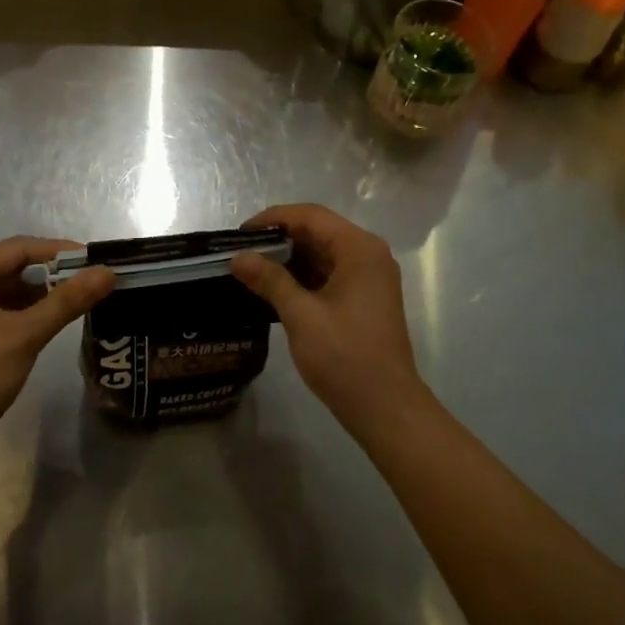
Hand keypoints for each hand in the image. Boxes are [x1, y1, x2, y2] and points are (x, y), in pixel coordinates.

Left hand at [0, 237, 113, 477]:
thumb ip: (67, 301)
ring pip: (11, 291)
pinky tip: (54, 324)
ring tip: (82, 302)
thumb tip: (108, 272)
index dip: (61, 252)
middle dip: (55, 274)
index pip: (21, 248)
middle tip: (94, 282)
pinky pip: (3, 312)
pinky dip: (28, 314)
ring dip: (43, 296)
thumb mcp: (24, 335)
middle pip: (16, 267)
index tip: (97, 261)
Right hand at [230, 204, 427, 438]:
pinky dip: (304, 276)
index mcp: (359, 249)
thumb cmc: (345, 357)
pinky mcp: (366, 298)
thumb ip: (270, 280)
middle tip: (242, 253)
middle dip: (280, 239)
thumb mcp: (301, 316)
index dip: (273, 218)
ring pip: (324, 253)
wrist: (386, 408)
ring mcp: (370, 277)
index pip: (311, 216)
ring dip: (290, 259)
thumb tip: (238, 257)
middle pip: (319, 231)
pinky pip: (331, 274)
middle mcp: (368, 254)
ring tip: (252, 270)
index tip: (240, 234)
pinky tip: (275, 289)